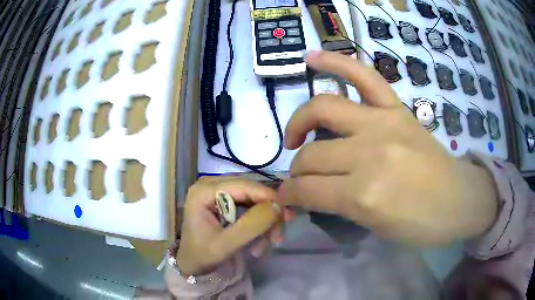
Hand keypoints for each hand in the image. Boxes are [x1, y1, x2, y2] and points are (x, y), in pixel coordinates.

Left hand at [176, 177, 287, 275]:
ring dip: (264, 220)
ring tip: (271, 242)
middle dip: (268, 212)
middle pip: (250, 190)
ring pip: (252, 198)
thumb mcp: (226, 244)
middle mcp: (209, 184)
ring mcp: (216, 191)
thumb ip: (251, 225)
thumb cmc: (203, 255)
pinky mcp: (222, 199)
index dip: (268, 197)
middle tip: (279, 234)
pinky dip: (257, 221)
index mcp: (203, 191)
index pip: (243, 186)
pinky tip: (261, 239)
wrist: (192, 263)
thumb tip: (278, 206)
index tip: (287, 214)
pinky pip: (248, 205)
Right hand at [279, 51, 497, 244]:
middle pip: (312, 153)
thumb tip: (306, 195)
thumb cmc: (421, 225)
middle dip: (297, 169)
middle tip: (300, 177)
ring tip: (296, 135)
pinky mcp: (397, 108)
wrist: (459, 200)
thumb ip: (336, 207)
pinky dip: (335, 63)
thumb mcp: (374, 227)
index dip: (289, 196)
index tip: (286, 199)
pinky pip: (363, 75)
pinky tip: (312, 58)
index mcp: (364, 194)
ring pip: (323, 109)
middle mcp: (369, 152)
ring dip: (300, 122)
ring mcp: (384, 122)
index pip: (307, 189)